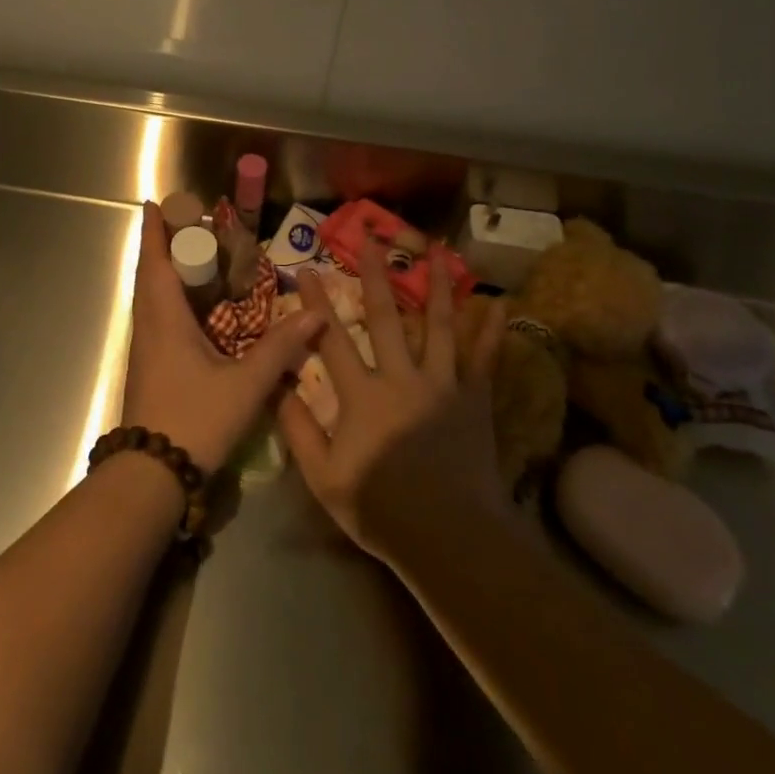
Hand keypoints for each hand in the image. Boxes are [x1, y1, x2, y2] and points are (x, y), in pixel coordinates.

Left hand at [119, 202, 320, 472]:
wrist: (151, 476)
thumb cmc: (195, 419)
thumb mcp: (245, 385)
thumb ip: (280, 349)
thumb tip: (315, 314)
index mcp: (164, 319)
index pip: (155, 262)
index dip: (155, 231)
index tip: (155, 203)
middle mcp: (149, 327)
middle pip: (150, 275)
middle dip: (165, 246)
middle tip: (191, 227)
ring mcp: (145, 349)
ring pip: (151, 298)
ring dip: (166, 273)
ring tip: (196, 260)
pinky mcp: (149, 368)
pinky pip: (157, 319)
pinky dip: (171, 300)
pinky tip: (195, 311)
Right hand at [277, 247, 509, 562]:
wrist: (450, 538)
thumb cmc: (380, 508)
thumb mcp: (323, 476)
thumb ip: (297, 428)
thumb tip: (275, 385)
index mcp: (361, 395)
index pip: (331, 338)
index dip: (316, 303)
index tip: (307, 269)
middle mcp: (401, 378)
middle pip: (383, 316)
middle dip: (374, 272)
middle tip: (370, 235)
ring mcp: (442, 385)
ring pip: (439, 325)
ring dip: (437, 284)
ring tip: (437, 248)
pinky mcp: (474, 400)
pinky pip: (484, 359)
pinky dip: (492, 331)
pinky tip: (500, 303)